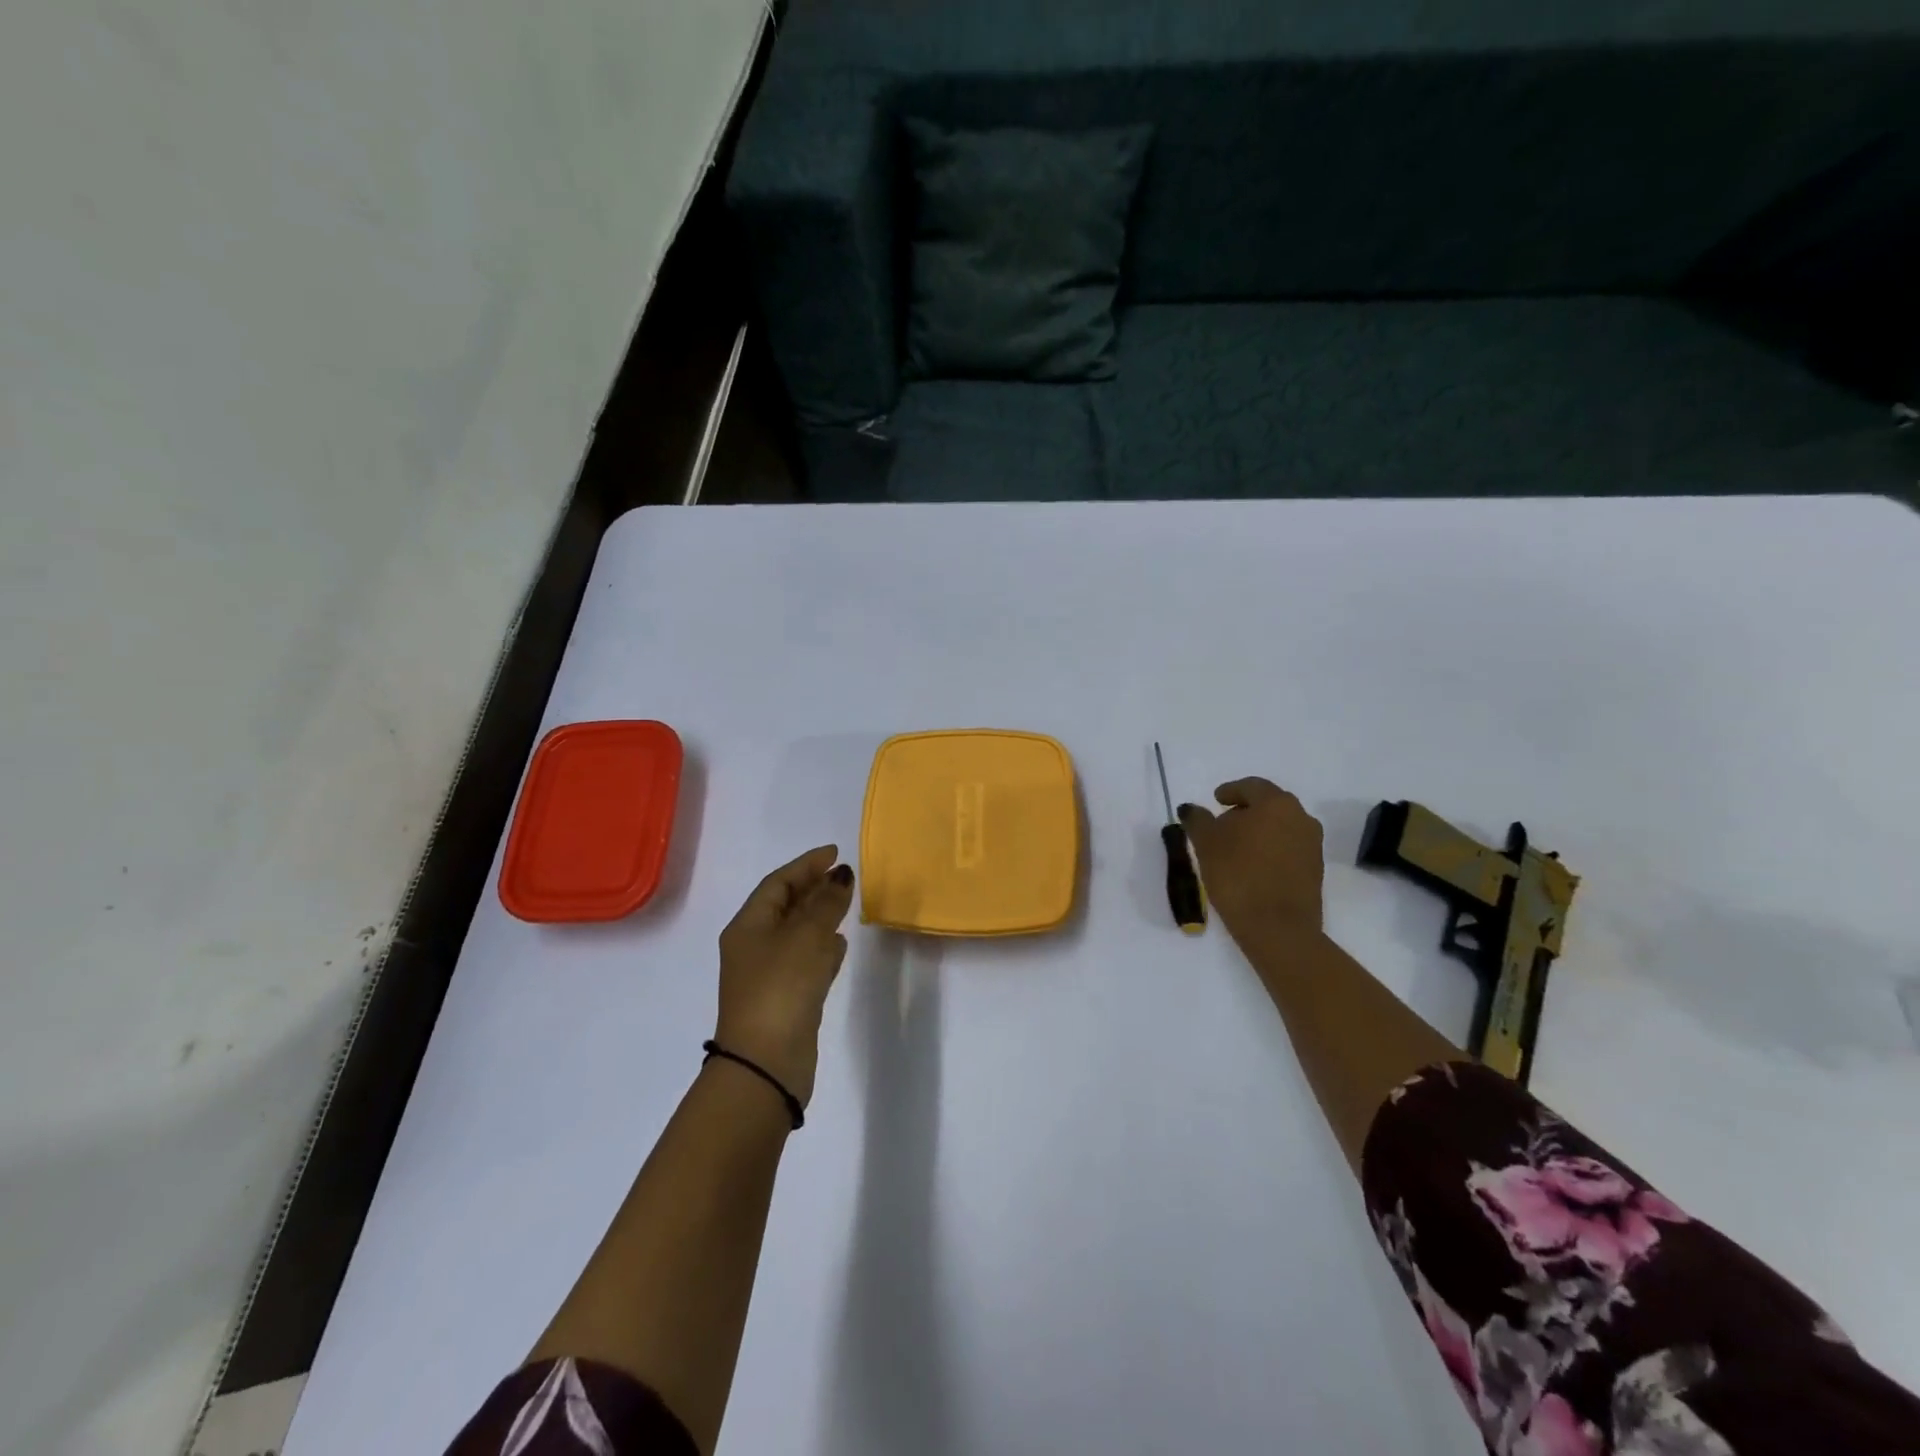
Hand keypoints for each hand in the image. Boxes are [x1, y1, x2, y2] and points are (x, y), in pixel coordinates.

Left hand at [713, 846, 854, 1109]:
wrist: (765, 1065)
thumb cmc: (781, 988)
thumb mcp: (806, 937)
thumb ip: (827, 904)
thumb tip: (841, 875)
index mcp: (748, 926)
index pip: (778, 883)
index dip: (806, 865)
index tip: (835, 852)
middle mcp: (754, 946)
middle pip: (785, 906)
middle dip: (813, 888)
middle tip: (844, 876)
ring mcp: (768, 975)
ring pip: (796, 933)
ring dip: (819, 917)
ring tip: (846, 904)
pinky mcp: (785, 999)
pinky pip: (805, 960)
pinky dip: (822, 947)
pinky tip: (840, 945)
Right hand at [1178, 778, 1324, 946]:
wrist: (1278, 928)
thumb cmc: (1238, 875)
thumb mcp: (1206, 844)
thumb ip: (1197, 820)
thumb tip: (1191, 809)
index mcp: (1276, 804)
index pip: (1252, 786)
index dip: (1230, 791)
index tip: (1216, 800)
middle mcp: (1301, 818)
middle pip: (1269, 805)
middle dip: (1246, 811)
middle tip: (1223, 823)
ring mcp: (1312, 845)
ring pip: (1281, 827)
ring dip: (1259, 831)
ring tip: (1235, 847)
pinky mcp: (1315, 870)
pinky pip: (1288, 848)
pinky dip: (1270, 849)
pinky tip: (1252, 865)